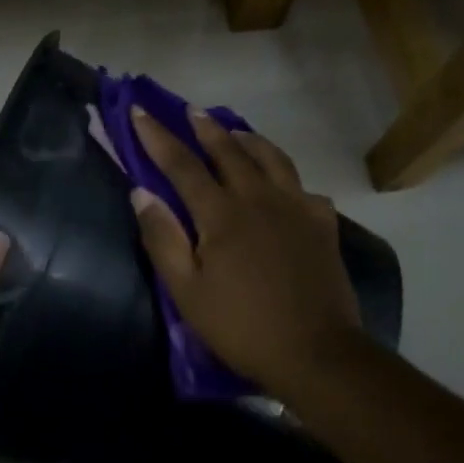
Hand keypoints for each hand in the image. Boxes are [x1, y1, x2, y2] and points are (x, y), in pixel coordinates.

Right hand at [129, 110, 365, 402]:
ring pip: (272, 159)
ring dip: (249, 140)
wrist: (316, 352)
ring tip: (236, 132)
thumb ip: (162, 238)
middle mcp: (260, 198)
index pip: (182, 165)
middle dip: (206, 128)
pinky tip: (284, 186)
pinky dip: (287, 178)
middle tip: (192, 111)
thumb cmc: (241, 326)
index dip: (157, 137)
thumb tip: (141, 193)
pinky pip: (303, 188)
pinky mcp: (323, 226)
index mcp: (222, 214)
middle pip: (230, 151)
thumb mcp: (186, 291)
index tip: (140, 110)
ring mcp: (297, 209)